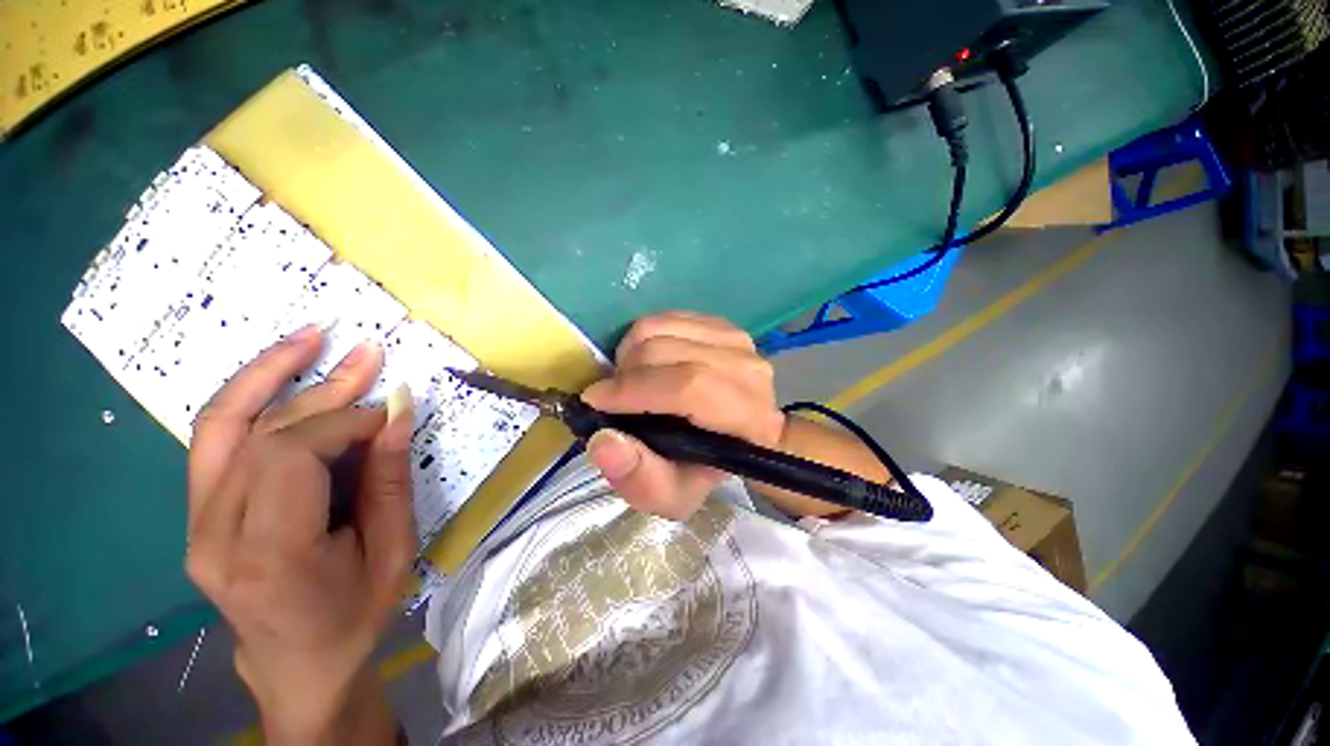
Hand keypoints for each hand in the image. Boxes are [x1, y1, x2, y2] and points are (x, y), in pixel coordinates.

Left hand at [185, 326, 413, 743]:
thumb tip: (398, 412)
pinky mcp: (195, 514)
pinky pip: (213, 441)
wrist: (297, 663)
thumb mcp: (392, 551)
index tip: (390, 413)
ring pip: (221, 426)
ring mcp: (195, 524)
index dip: (345, 422)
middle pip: (261, 436)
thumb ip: (390, 479)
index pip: (293, 457)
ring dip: (268, 374)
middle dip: (323, 391)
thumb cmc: (354, 615)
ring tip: (310, 336)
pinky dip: (246, 398)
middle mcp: (215, 535)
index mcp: (270, 555)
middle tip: (368, 355)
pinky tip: (276, 371)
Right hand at [580, 311, 786, 519]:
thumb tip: (603, 440)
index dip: (636, 390)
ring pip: (660, 327)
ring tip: (630, 382)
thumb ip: (639, 478)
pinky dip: (641, 338)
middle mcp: (749, 371)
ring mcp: (736, 340)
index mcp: (749, 419)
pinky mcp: (720, 324)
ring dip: (629, 354)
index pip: (690, 387)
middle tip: (613, 398)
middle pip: (669, 351)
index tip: (595, 401)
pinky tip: (646, 365)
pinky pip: (664, 317)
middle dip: (625, 374)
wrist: (735, 437)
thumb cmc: (703, 469)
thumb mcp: (670, 495)